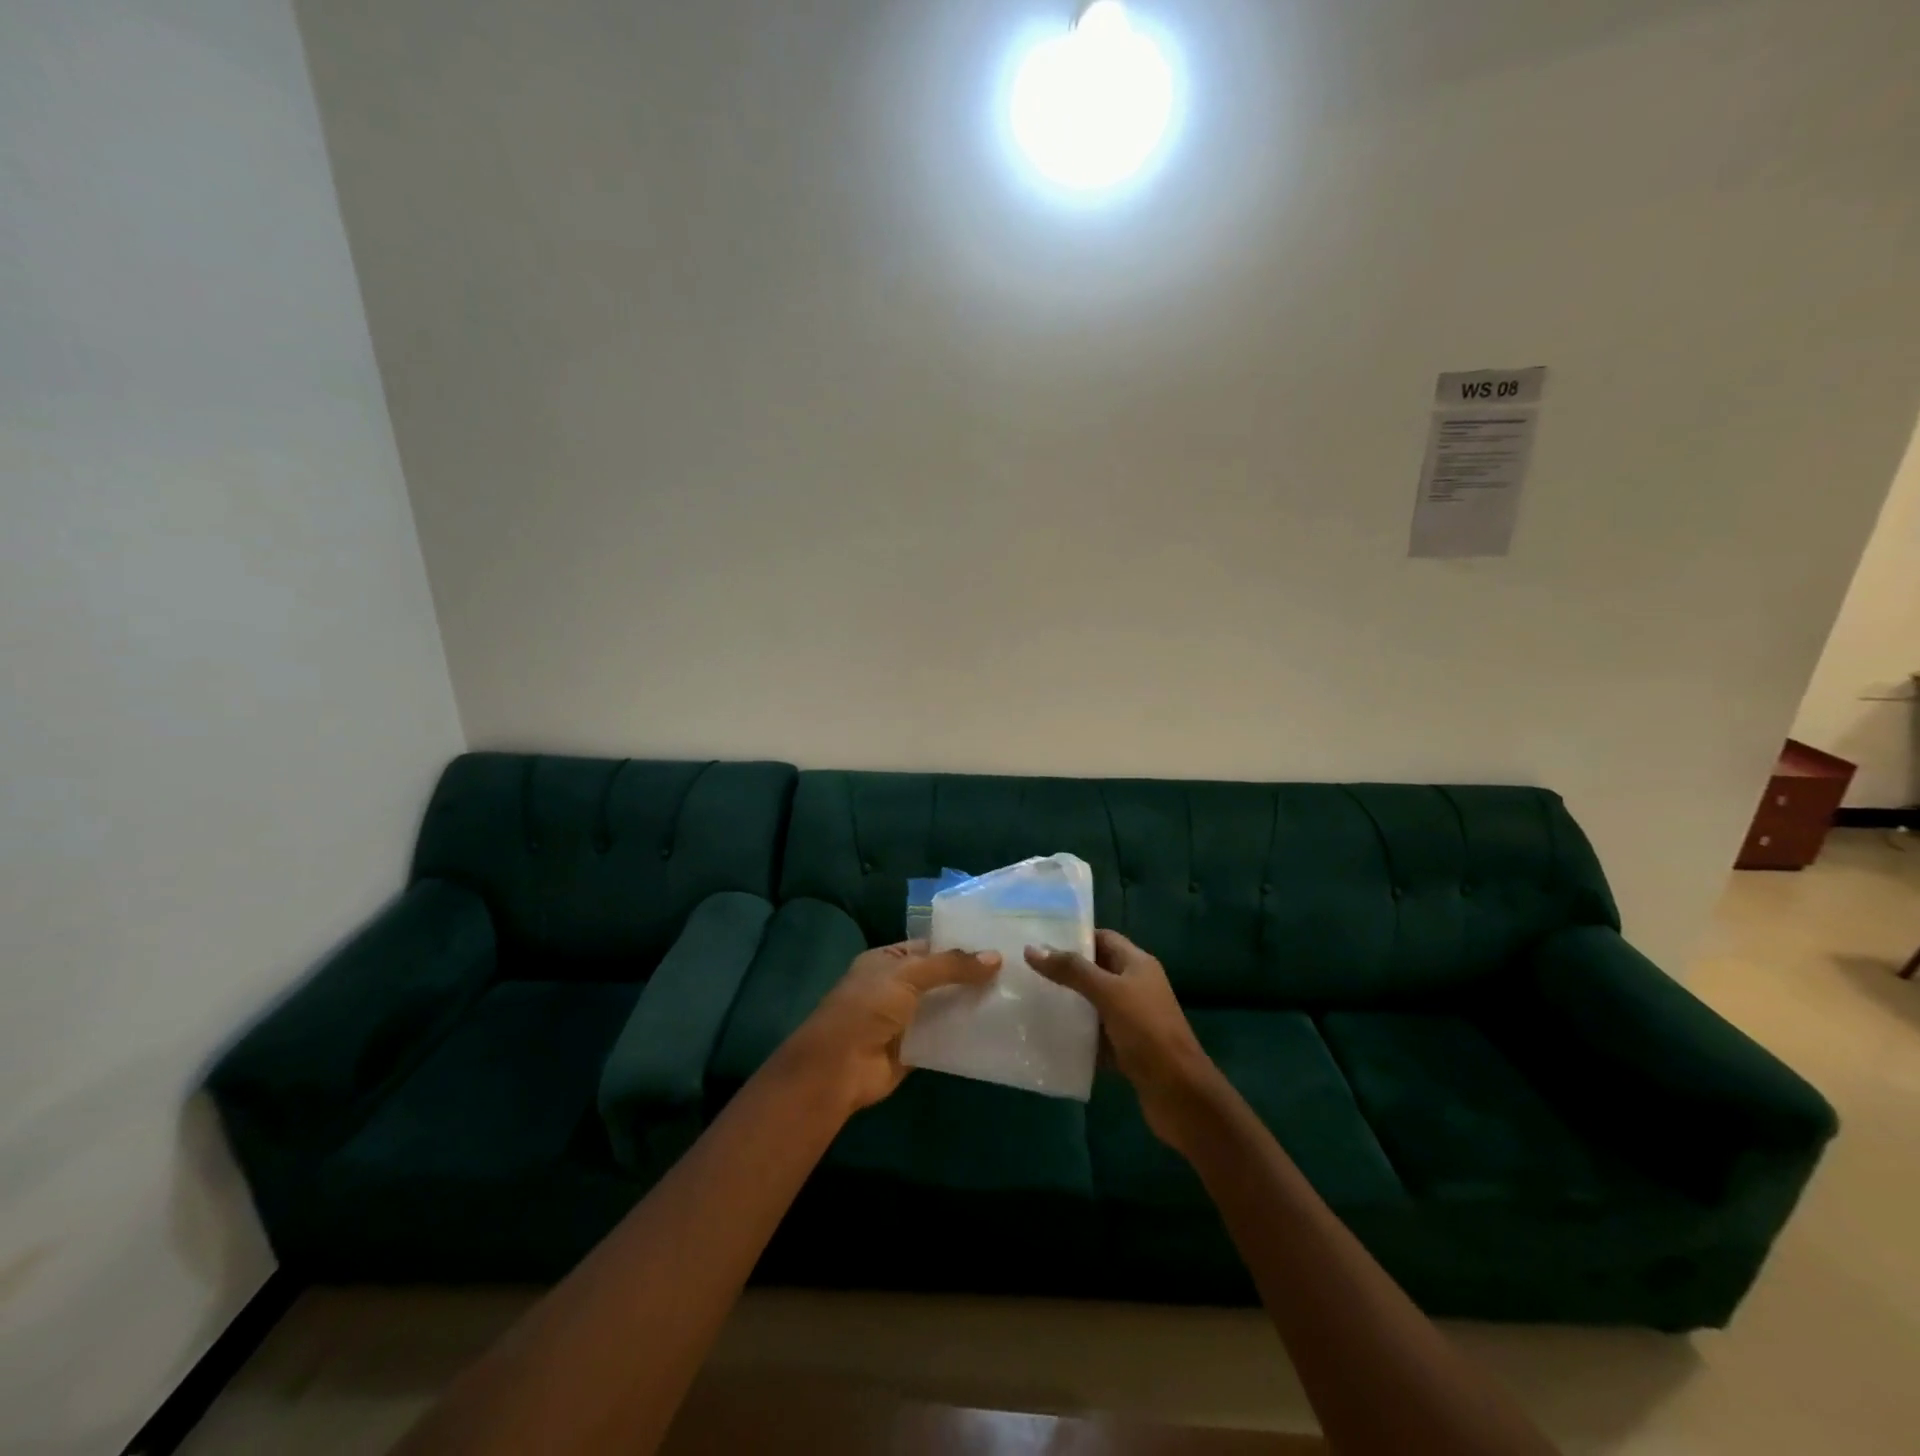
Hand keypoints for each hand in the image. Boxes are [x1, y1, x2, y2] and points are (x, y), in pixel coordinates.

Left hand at [773, 941, 1001, 1114]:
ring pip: (945, 1007)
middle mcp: (896, 987)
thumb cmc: (867, 1008)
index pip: (930, 947)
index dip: (961, 946)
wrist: (839, 1068)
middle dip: (971, 977)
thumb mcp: (908, 975)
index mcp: (887, 960)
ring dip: (971, 1005)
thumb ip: (951, 965)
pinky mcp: (915, 1050)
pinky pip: (945, 1038)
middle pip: (941, 979)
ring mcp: (906, 1020)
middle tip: (1014, 972)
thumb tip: (996, 957)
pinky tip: (997, 1030)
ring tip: (1014, 998)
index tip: (998, 946)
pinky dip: (965, 1035)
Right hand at [1026, 930, 1222, 1148]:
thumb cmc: (1147, 1031)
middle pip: (1096, 970)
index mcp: (1137, 964)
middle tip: (1028, 971)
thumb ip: (1072, 970)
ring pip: (1093, 1002)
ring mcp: (1132, 1018)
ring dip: (1068, 1002)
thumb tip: (1032, 948)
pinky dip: (1076, 1033)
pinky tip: (1049, 1034)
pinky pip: (1095, 1033)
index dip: (1074, 937)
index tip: (1040, 942)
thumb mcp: (1108, 993)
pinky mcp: (1126, 1047)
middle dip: (1066, 970)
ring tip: (1031, 999)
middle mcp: (1136, 986)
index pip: (1103, 938)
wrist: (1179, 1093)